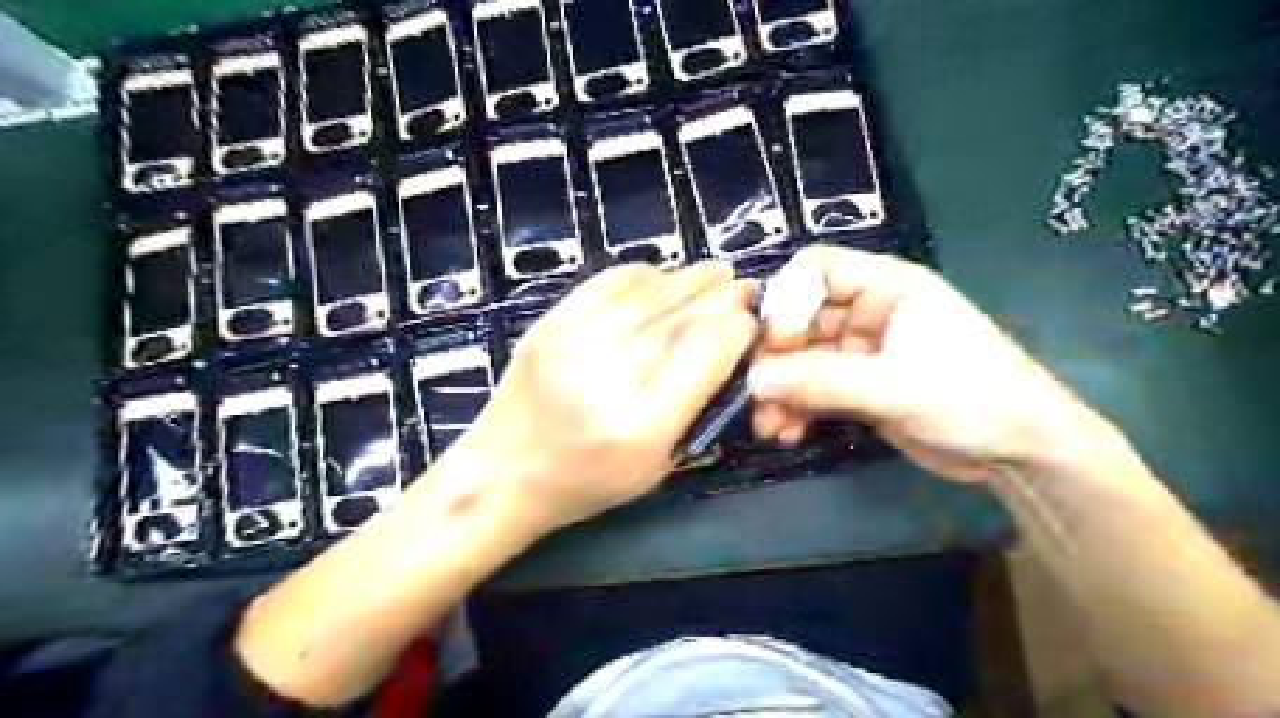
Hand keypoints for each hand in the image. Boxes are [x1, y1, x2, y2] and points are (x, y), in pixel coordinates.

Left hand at [450, 263, 751, 538]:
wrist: (502, 474)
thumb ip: (695, 404)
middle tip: (744, 285)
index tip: (750, 320)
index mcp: (639, 426)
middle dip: (719, 297)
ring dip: (688, 279)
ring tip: (715, 272)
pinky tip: (663, 276)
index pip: (704, 354)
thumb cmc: (588, 482)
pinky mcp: (547, 324)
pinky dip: (642, 275)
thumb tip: (727, 341)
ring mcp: (570, 344)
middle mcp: (605, 378)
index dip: (736, 328)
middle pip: (677, 319)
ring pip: (645, 295)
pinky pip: (606, 284)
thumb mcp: (657, 463)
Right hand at [754, 243, 1099, 482]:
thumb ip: (822, 381)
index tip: (776, 343)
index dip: (788, 299)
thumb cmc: (972, 398)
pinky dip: (796, 408)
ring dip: (780, 391)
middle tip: (757, 395)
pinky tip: (786, 432)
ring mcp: (861, 352)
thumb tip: (754, 380)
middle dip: (776, 359)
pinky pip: (813, 389)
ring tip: (769, 426)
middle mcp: (868, 311)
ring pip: (801, 360)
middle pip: (800, 319)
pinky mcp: (858, 387)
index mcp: (886, 286)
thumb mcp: (895, 387)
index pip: (817, 269)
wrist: (1020, 454)